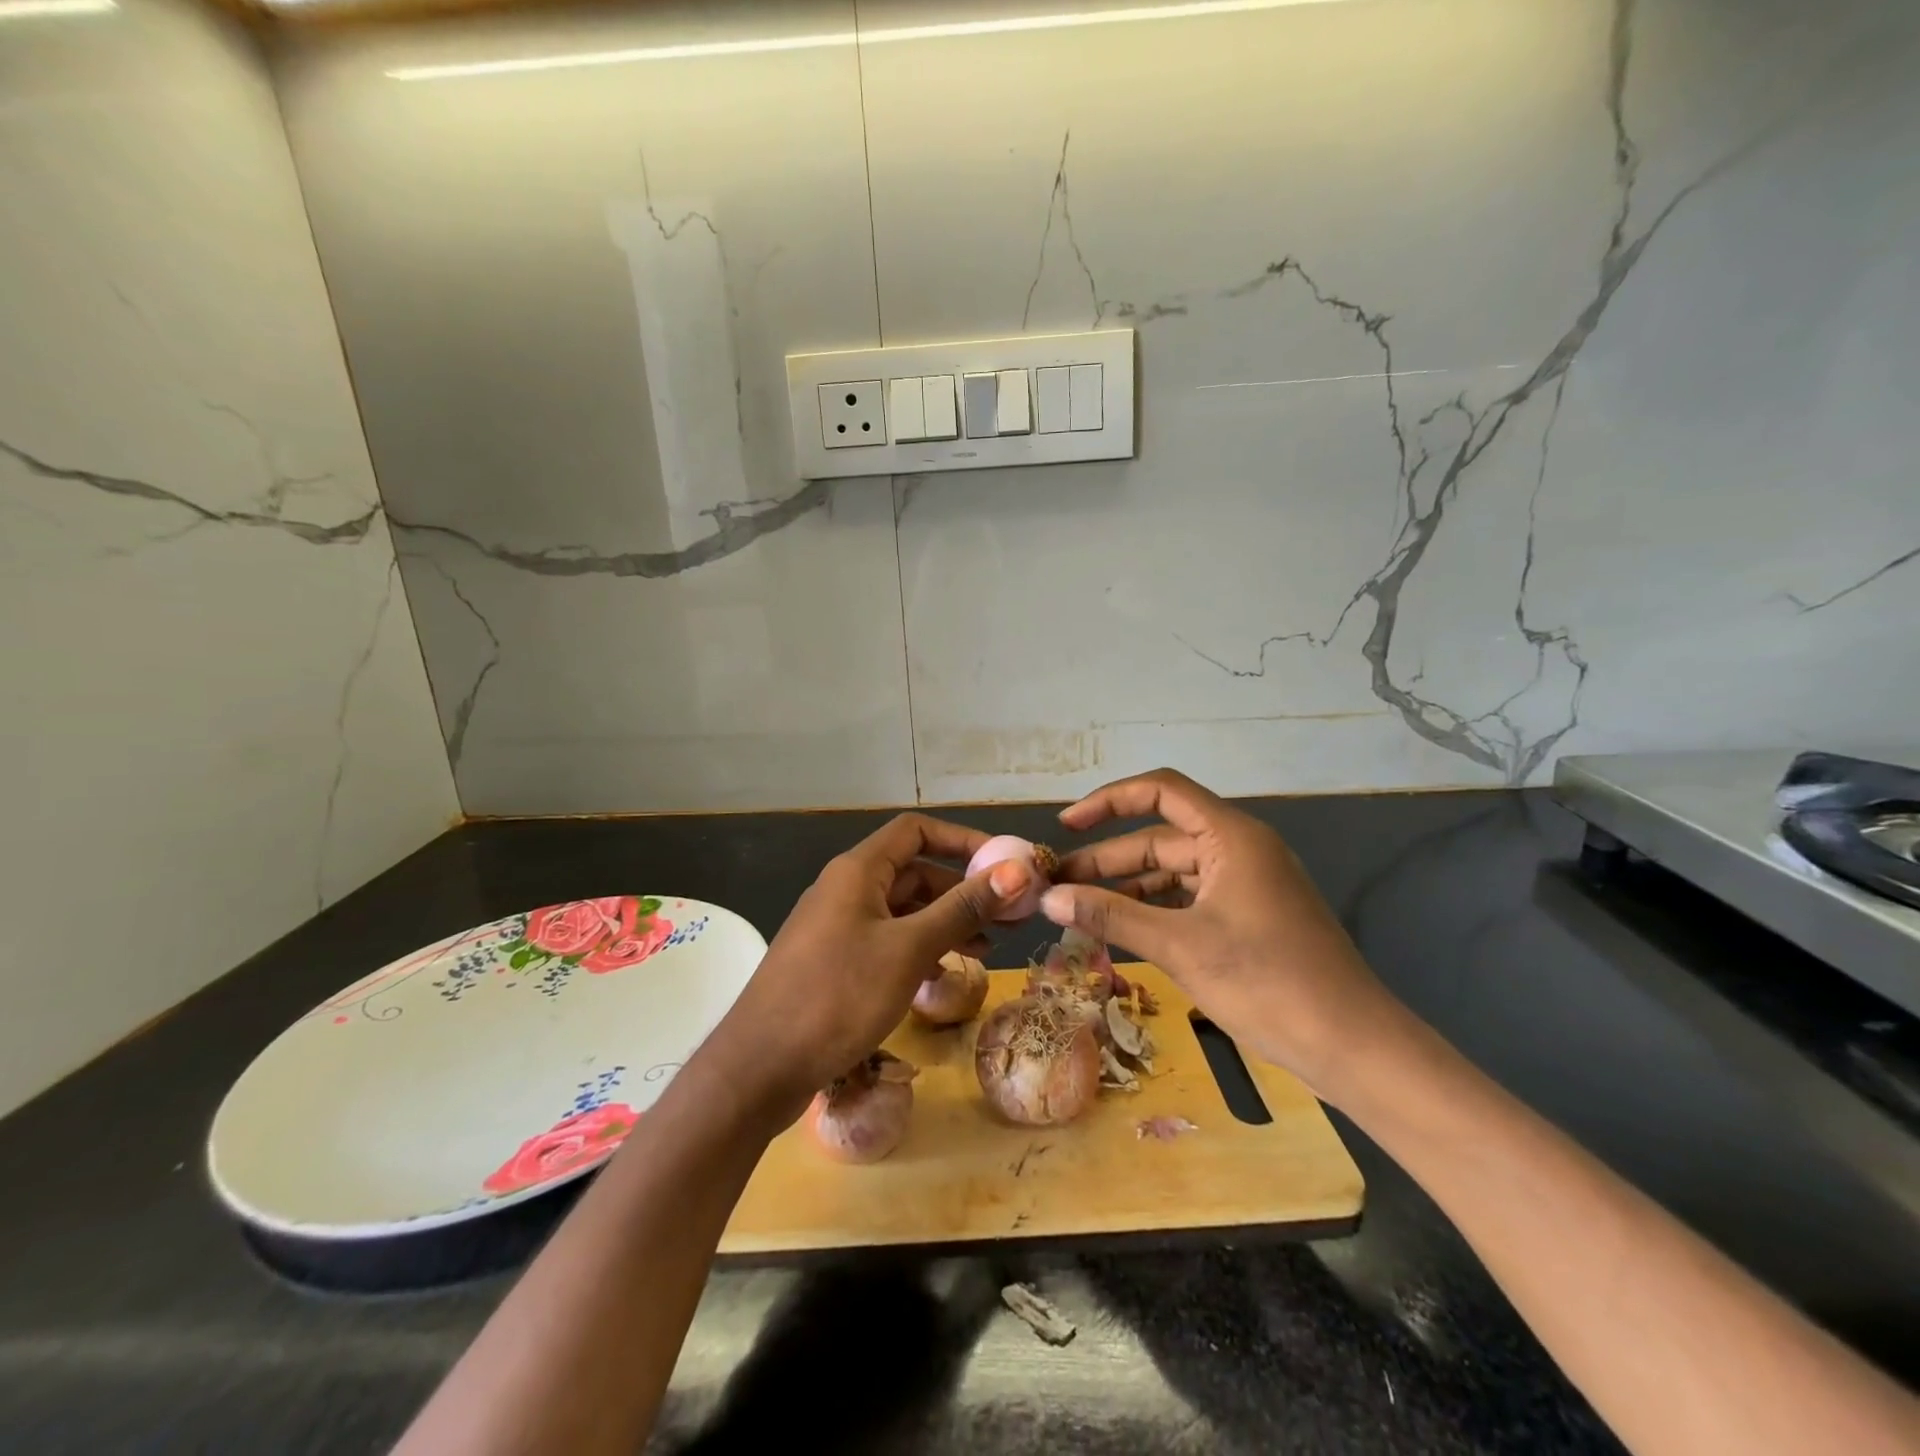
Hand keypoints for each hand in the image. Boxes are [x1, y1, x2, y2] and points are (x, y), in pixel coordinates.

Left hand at [702, 813, 1032, 1122]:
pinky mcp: (833, 961)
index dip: (962, 840)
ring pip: (902, 909)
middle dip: (962, 890)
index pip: (916, 831)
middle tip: (1008, 917)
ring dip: (945, 922)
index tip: (1002, 865)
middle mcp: (845, 888)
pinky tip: (942, 974)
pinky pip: (886, 940)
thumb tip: (1016, 870)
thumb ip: (962, 908)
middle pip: (913, 871)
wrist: (759, 1068)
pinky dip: (918, 948)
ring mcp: (837, 926)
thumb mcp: (908, 949)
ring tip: (987, 949)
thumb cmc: (837, 996)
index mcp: (858, 871)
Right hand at [1040, 768, 1395, 1094]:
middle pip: (1161, 838)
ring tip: (1079, 909)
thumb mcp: (1179, 945)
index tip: (1066, 826)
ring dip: (1128, 888)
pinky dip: (1155, 909)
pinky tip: (1122, 929)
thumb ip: (1111, 915)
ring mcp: (1247, 883)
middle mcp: (1240, 848)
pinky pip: (1190, 898)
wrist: (1352, 1046)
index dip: (1108, 801)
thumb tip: (1048, 898)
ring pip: (1173, 872)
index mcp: (1231, 836)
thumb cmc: (1267, 982)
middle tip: (1058, 884)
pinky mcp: (1250, 914)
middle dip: (1108, 859)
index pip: (1161, 791)